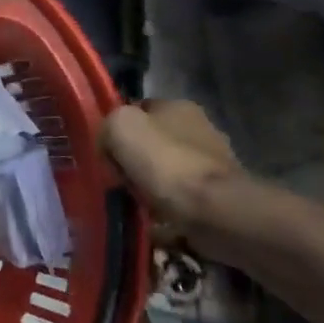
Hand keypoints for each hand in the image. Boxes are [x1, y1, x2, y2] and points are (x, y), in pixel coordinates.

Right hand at [101, 100, 239, 229]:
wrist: (215, 210)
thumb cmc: (165, 162)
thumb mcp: (120, 127)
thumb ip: (108, 125)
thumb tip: (108, 143)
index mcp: (178, 106)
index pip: (137, 109)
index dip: (117, 129)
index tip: (105, 151)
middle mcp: (200, 127)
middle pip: (151, 141)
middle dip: (134, 159)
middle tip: (119, 178)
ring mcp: (212, 162)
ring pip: (164, 169)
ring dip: (149, 184)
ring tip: (135, 201)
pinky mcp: (218, 193)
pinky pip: (179, 196)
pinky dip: (166, 205)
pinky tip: (155, 216)